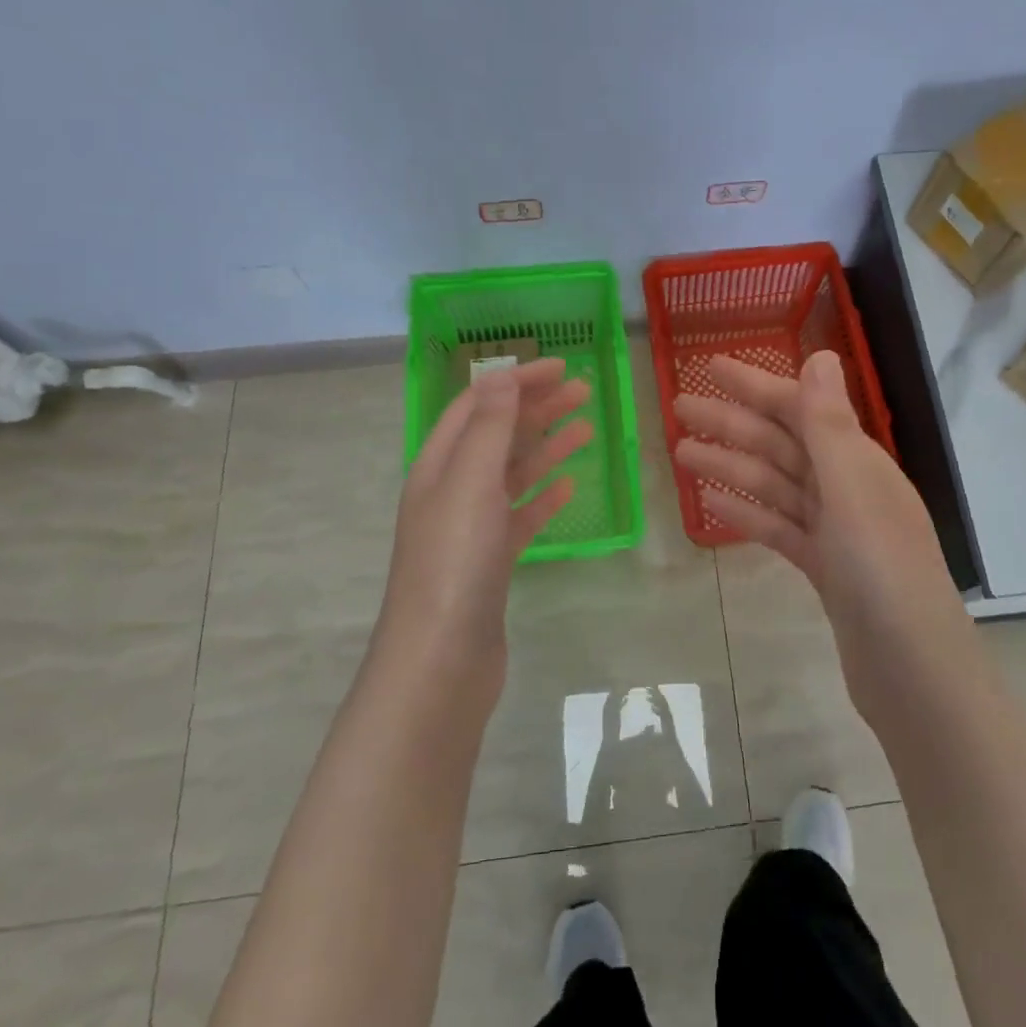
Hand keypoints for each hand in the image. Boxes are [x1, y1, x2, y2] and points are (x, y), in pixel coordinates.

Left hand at [380, 359, 591, 658]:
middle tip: (584, 392)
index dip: (515, 381)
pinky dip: (544, 498)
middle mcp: (451, 490)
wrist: (441, 660)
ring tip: (587, 430)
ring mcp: (471, 528)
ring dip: (547, 448)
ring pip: (513, 475)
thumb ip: (490, 426)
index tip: (560, 367)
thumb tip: (500, 372)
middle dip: (537, 409)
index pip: (477, 405)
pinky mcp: (491, 562)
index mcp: (438, 465)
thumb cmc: (455, 562)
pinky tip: (569, 490)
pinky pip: (521, 517)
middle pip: (497, 435)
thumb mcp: (471, 482)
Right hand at [672, 350, 957, 632]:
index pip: (799, 409)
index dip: (754, 386)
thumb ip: (830, 425)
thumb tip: (820, 354)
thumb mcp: (853, 491)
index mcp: (857, 462)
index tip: (710, 367)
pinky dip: (747, 512)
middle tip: (679, 410)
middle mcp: (847, 487)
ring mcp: (835, 530)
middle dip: (731, 425)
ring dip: (730, 466)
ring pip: (774, 486)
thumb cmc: (882, 573)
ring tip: (681, 455)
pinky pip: (778, 527)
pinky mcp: (823, 567)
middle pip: (781, 445)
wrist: (912, 670)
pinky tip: (712, 504)